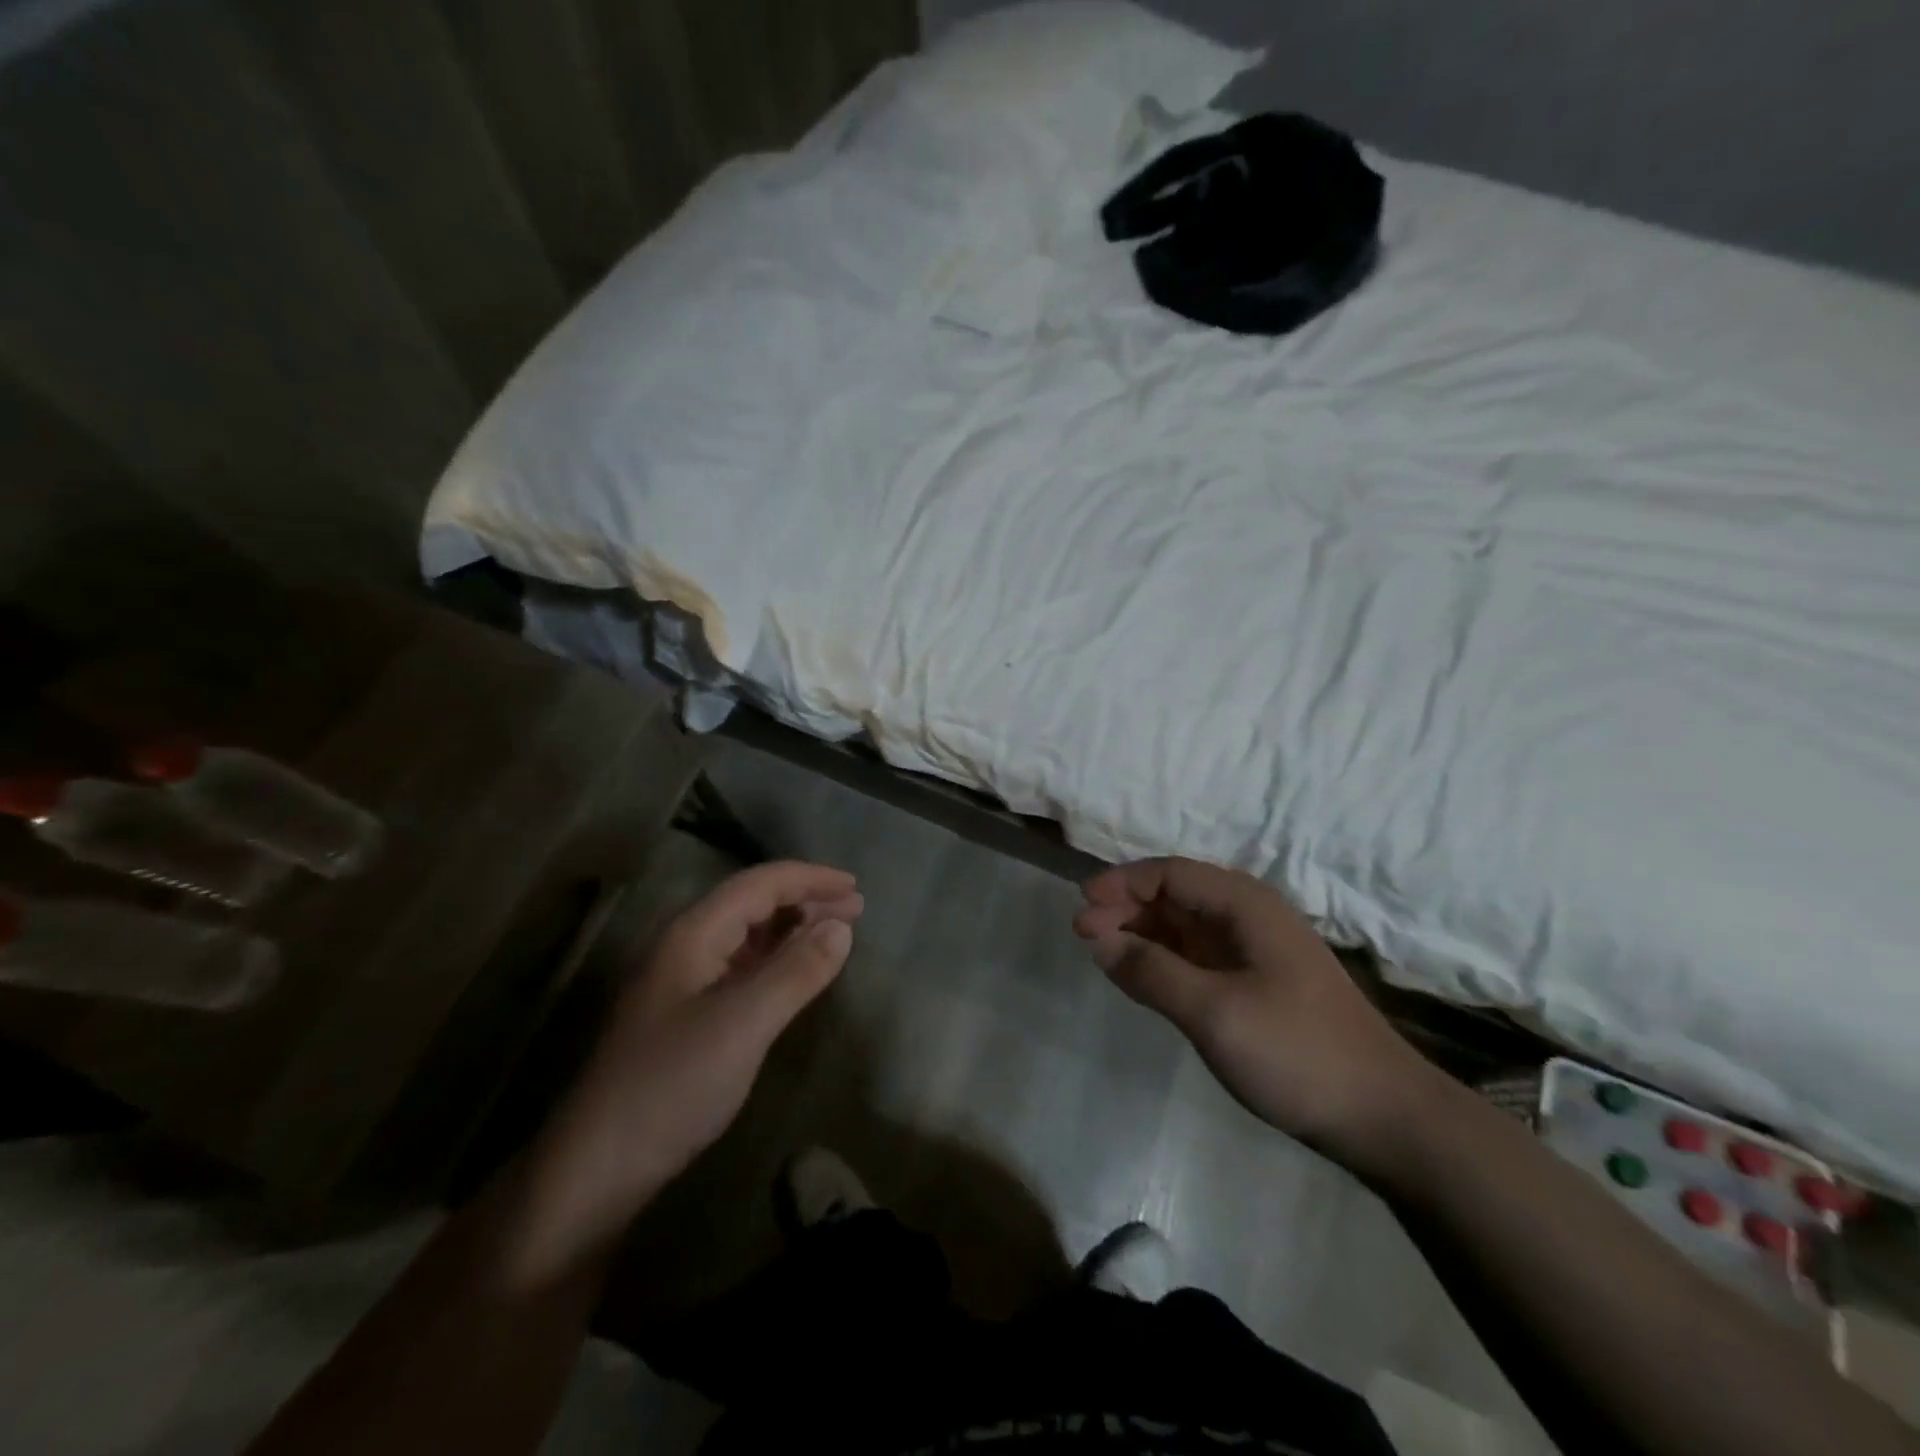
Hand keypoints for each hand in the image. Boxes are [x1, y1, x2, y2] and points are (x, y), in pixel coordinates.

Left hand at [532, 862, 861, 1246]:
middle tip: (856, 908)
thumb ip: (796, 971)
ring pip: (748, 935)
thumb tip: (842, 927)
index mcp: (693, 934)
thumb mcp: (744, 1023)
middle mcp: (687, 946)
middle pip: (752, 903)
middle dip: (805, 899)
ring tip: (836, 934)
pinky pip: (743, 967)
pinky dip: (778, 960)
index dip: (809, 878)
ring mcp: (685, 981)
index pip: (759, 884)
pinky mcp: (689, 1015)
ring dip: (793, 928)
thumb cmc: (674, 1084)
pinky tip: (797, 973)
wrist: (599, 1165)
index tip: (855, 887)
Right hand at [1074, 857, 1433, 1163]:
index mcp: (1245, 905)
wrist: (1383, 1116)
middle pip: (1175, 895)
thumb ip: (1151, 971)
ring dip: (1141, 933)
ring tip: (1100, 952)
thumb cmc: (1297, 1052)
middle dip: (1125, 908)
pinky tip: (1139, 975)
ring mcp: (1254, 951)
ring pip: (1184, 926)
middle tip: (1082, 935)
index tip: (1081, 906)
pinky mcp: (1256, 983)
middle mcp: (1249, 916)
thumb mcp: (1214, 1012)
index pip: (1170, 873)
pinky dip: (1162, 959)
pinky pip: (1196, 956)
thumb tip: (1098, 939)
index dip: (1121, 883)